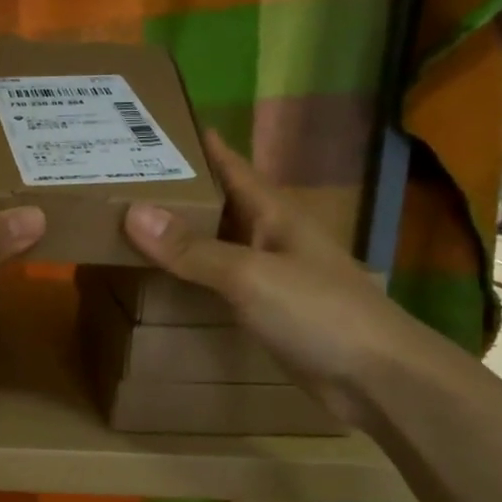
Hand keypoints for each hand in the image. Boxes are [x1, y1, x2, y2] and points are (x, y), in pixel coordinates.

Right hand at [123, 130, 438, 429]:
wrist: (375, 377)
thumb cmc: (318, 312)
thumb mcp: (250, 275)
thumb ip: (193, 249)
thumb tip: (133, 212)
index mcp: (275, 213)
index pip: (232, 167)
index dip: (201, 146)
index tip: (161, 124)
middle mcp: (273, 237)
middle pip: (221, 204)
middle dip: (181, 190)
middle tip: (127, 179)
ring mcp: (272, 275)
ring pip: (220, 243)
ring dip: (185, 233)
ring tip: (134, 223)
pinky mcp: (268, 311)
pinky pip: (222, 281)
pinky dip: (196, 274)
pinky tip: (170, 278)